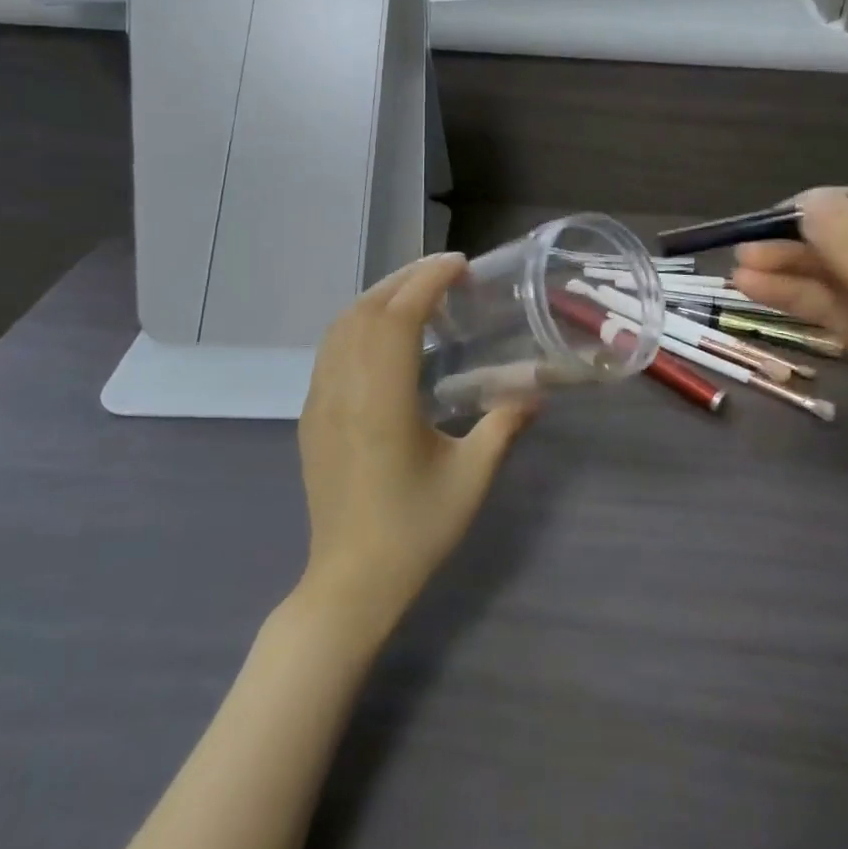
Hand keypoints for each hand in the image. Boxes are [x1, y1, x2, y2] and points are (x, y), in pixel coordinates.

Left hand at [296, 253, 535, 639]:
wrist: (350, 582)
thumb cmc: (414, 530)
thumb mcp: (471, 478)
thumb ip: (503, 425)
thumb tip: (536, 390)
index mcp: (382, 401)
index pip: (398, 317)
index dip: (427, 281)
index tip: (459, 266)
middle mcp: (344, 390)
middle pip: (365, 310)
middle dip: (404, 279)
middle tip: (446, 272)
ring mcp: (320, 401)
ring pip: (341, 326)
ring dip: (378, 297)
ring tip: (418, 294)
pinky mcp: (310, 415)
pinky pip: (330, 350)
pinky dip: (358, 323)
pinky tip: (385, 336)